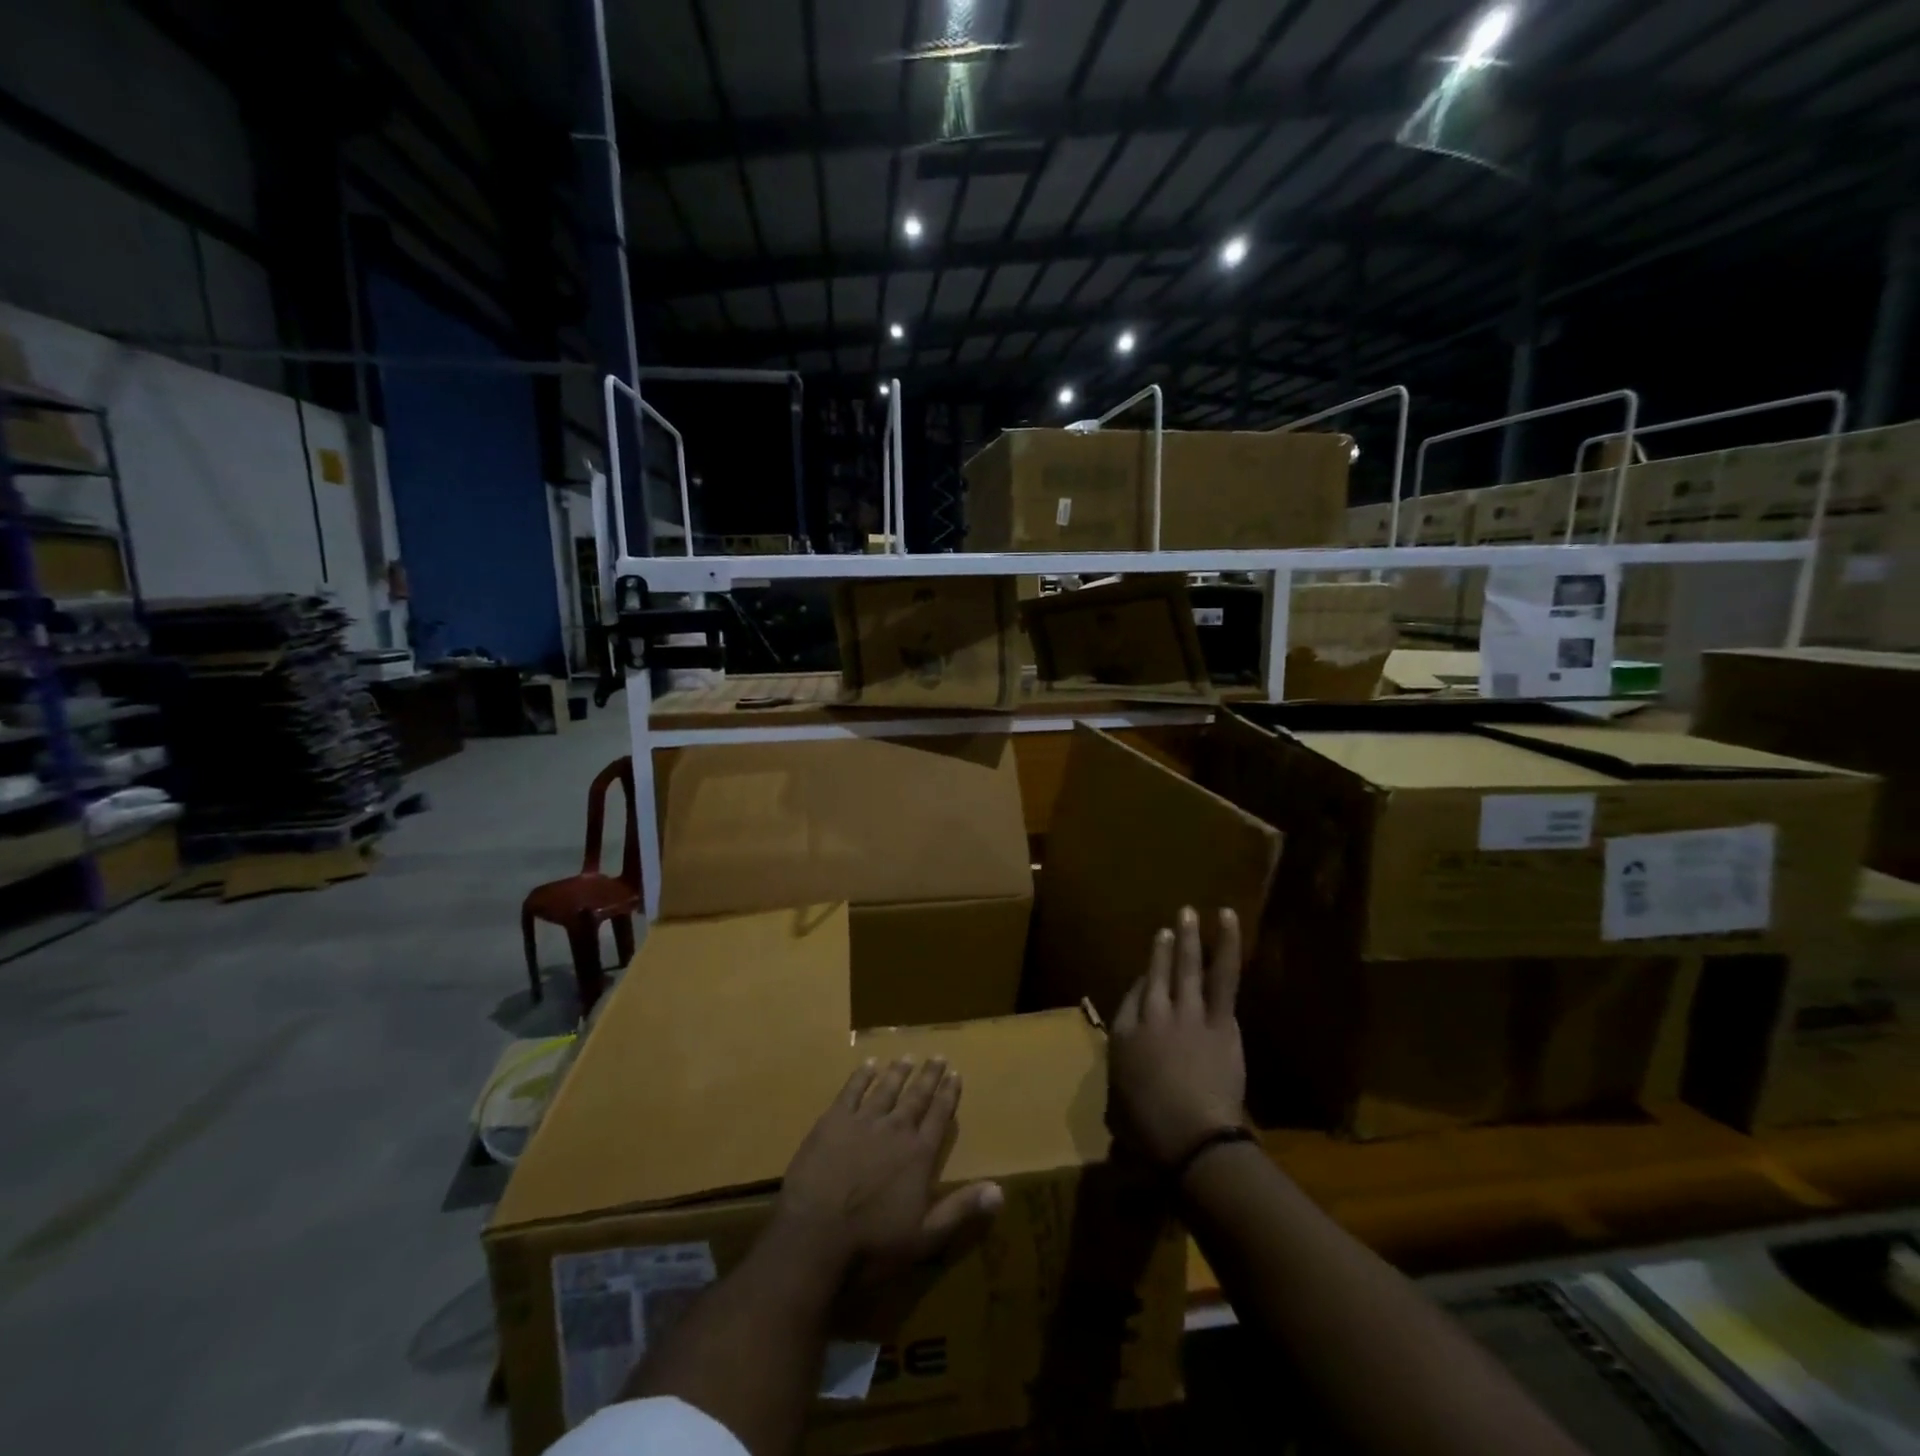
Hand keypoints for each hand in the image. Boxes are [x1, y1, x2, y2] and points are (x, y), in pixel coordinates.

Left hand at [775, 1057, 1003, 1284]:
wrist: (816, 1235)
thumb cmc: (873, 1243)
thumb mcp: (925, 1236)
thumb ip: (962, 1209)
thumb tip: (1001, 1190)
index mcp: (919, 1154)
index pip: (939, 1116)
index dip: (949, 1094)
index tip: (956, 1073)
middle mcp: (896, 1129)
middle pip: (917, 1095)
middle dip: (929, 1075)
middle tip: (938, 1056)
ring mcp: (864, 1121)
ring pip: (887, 1087)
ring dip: (899, 1071)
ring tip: (908, 1057)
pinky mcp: (834, 1120)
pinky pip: (852, 1090)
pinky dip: (862, 1075)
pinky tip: (868, 1065)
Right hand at [1110, 906, 1247, 1166]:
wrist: (1191, 1136)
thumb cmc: (1149, 1131)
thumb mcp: (1118, 1104)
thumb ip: (1123, 1079)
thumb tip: (1132, 1074)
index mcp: (1123, 1035)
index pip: (1132, 998)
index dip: (1143, 985)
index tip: (1151, 977)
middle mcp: (1151, 1015)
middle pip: (1156, 974)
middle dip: (1162, 950)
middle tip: (1167, 927)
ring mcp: (1186, 1012)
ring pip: (1186, 966)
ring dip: (1188, 938)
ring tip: (1188, 913)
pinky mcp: (1219, 1019)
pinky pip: (1223, 975)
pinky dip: (1226, 945)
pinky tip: (1226, 920)